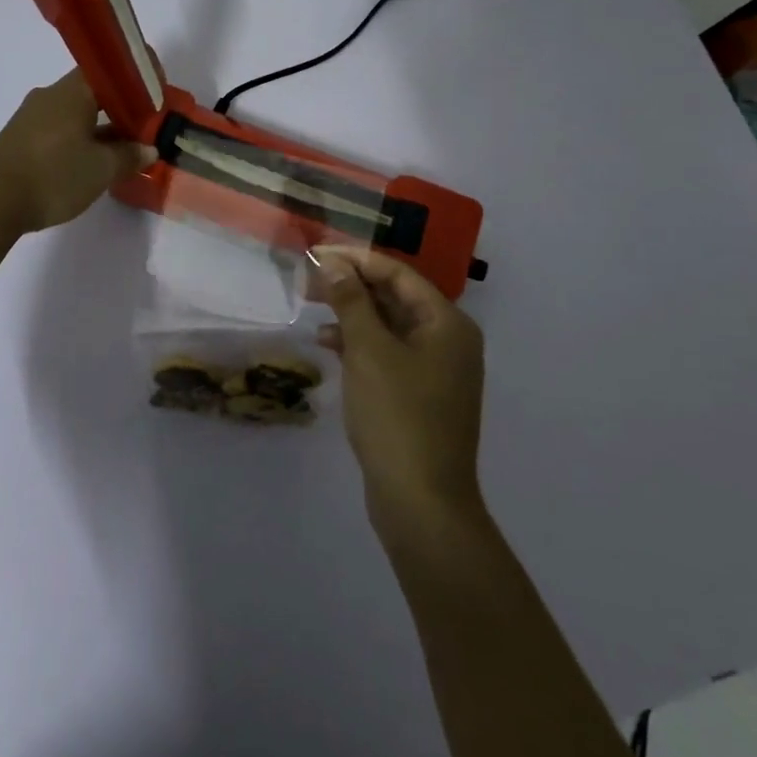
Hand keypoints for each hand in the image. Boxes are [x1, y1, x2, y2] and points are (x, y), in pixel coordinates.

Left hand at [0, 69, 157, 234]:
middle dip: (120, 107)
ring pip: (75, 113)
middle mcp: (50, 95)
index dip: (134, 79)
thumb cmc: (54, 175)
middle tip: (144, 126)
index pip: (108, 69)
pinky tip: (91, 163)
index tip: (155, 94)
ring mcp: (31, 117)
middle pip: (92, 92)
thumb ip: (129, 155)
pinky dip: (80, 139)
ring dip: (100, 127)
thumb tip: (148, 149)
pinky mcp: (20, 138)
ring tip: (123, 150)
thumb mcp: (101, 169)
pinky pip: (59, 129)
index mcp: (72, 92)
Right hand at [311, 247, 486, 528]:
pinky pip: (388, 353)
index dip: (355, 259)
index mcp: (447, 322)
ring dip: (352, 314)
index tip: (315, 254)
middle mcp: (448, 340)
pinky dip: (360, 344)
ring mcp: (436, 369)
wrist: (421, 502)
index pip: (398, 273)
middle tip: (308, 281)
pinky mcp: (420, 395)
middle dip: (351, 285)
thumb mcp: (368, 350)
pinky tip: (329, 345)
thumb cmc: (397, 415)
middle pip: (395, 296)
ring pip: (389, 325)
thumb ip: (351, 301)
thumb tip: (334, 263)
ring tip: (312, 308)